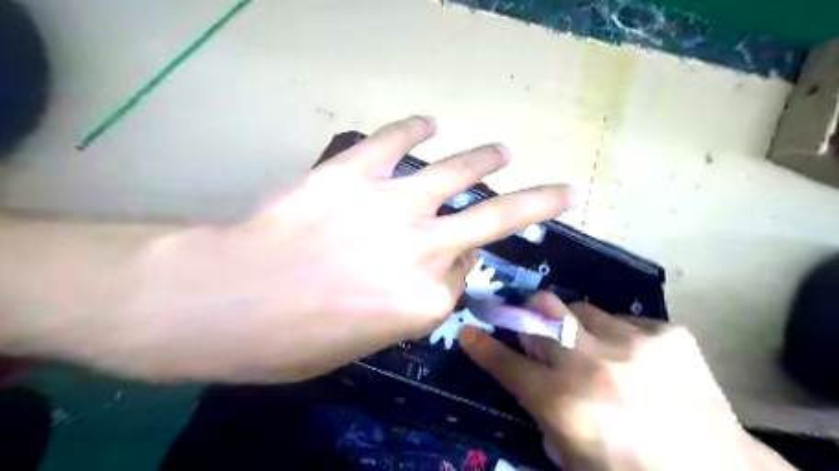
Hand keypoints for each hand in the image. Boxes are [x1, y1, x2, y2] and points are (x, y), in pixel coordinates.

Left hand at [111, 117, 574, 382]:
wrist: (229, 302)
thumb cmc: (295, 340)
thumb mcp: (367, 341)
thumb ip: (411, 304)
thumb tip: (433, 272)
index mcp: (427, 300)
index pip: (461, 275)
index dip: (457, 269)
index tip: (450, 265)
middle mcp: (423, 249)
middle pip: (494, 218)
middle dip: (537, 202)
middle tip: (561, 191)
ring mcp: (391, 205)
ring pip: (456, 172)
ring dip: (485, 159)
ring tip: (501, 152)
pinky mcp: (354, 173)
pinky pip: (394, 141)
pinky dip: (414, 128)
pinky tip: (428, 123)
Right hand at [459, 292, 794, 469]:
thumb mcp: (572, 459)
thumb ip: (543, 414)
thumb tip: (532, 378)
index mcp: (565, 404)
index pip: (508, 364)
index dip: (483, 346)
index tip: (470, 330)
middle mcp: (593, 365)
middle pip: (541, 310)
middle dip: (528, 313)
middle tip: (536, 326)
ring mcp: (633, 343)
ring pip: (580, 308)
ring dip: (577, 328)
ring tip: (596, 351)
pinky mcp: (667, 333)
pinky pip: (623, 321)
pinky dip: (618, 337)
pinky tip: (636, 362)